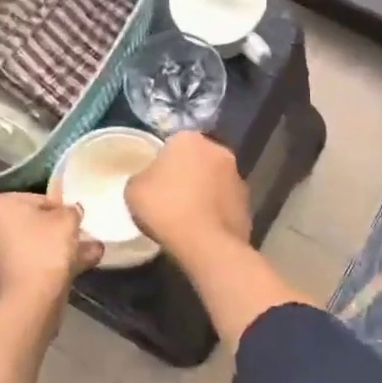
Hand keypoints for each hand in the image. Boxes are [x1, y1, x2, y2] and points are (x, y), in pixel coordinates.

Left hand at [0, 193, 102, 309]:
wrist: (27, 303)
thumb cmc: (45, 251)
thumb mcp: (68, 220)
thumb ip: (71, 210)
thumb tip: (71, 211)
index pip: (37, 199)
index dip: (62, 209)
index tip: (78, 221)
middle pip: (31, 225)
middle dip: (59, 232)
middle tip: (83, 238)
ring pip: (31, 247)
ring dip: (58, 250)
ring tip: (90, 255)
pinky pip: (27, 265)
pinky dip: (46, 266)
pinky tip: (75, 270)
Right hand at [125, 132, 250, 259]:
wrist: (205, 243)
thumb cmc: (165, 208)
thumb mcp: (133, 190)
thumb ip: (142, 178)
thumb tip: (149, 181)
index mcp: (189, 139)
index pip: (172, 144)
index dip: (162, 163)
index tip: (154, 182)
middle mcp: (218, 150)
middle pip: (197, 160)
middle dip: (187, 174)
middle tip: (170, 197)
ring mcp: (237, 176)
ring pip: (214, 180)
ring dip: (204, 191)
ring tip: (188, 216)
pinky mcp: (248, 202)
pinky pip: (225, 202)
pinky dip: (216, 210)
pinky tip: (203, 228)